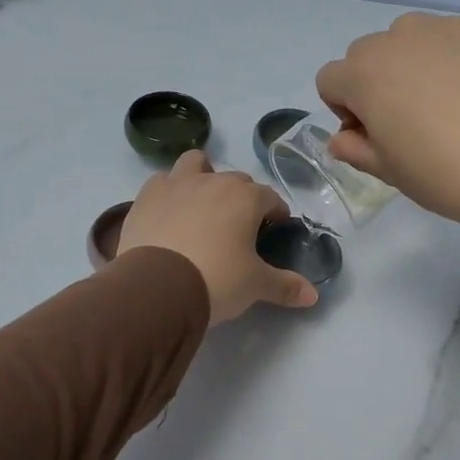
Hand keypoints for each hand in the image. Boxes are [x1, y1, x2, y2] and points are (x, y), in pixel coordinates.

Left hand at [118, 151, 318, 323]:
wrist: (157, 287)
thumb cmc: (216, 280)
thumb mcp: (255, 286)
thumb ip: (285, 286)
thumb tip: (313, 295)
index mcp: (245, 198)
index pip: (270, 197)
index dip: (275, 213)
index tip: (274, 229)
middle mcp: (213, 181)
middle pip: (235, 180)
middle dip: (242, 197)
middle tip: (239, 227)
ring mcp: (176, 184)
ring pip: (196, 164)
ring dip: (203, 176)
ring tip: (202, 205)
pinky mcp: (146, 196)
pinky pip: (163, 182)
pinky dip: (169, 192)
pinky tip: (169, 213)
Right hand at [315, 13, 459, 240]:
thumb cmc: (446, 175)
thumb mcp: (390, 172)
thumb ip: (356, 149)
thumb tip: (343, 138)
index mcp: (365, 73)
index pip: (330, 80)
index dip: (345, 110)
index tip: (373, 136)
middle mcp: (400, 38)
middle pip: (368, 54)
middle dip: (377, 82)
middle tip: (409, 121)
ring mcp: (448, 27)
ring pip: (412, 39)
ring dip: (415, 64)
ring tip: (448, 103)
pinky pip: (457, 39)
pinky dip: (458, 59)